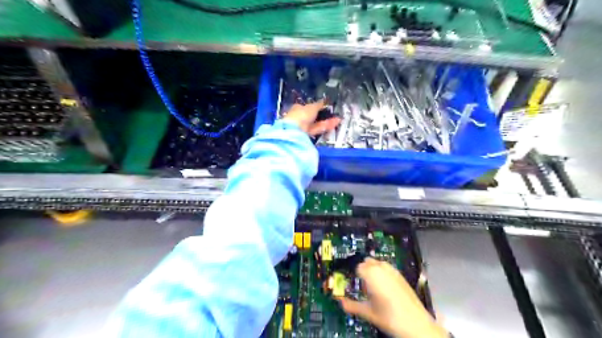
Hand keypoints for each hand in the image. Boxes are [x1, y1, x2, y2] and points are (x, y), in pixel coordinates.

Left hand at [282, 99, 337, 135]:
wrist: (295, 130)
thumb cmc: (301, 114)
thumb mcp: (312, 107)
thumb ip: (319, 104)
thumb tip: (325, 100)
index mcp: (298, 108)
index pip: (308, 106)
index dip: (317, 106)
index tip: (325, 106)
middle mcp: (300, 117)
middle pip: (314, 116)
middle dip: (324, 115)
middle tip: (334, 114)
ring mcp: (304, 127)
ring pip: (317, 123)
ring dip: (327, 121)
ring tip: (338, 119)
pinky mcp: (309, 134)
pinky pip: (318, 129)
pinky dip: (326, 126)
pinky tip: (335, 123)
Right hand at [338, 259, 445, 337]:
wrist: (416, 324)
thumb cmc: (390, 318)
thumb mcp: (367, 312)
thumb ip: (351, 306)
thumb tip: (340, 302)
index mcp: (371, 274)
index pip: (356, 267)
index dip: (352, 275)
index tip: (350, 282)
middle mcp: (381, 268)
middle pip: (366, 262)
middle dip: (362, 271)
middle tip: (361, 286)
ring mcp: (392, 270)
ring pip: (377, 263)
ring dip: (372, 270)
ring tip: (372, 287)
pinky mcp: (400, 275)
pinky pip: (386, 268)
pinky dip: (382, 273)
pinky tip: (384, 288)